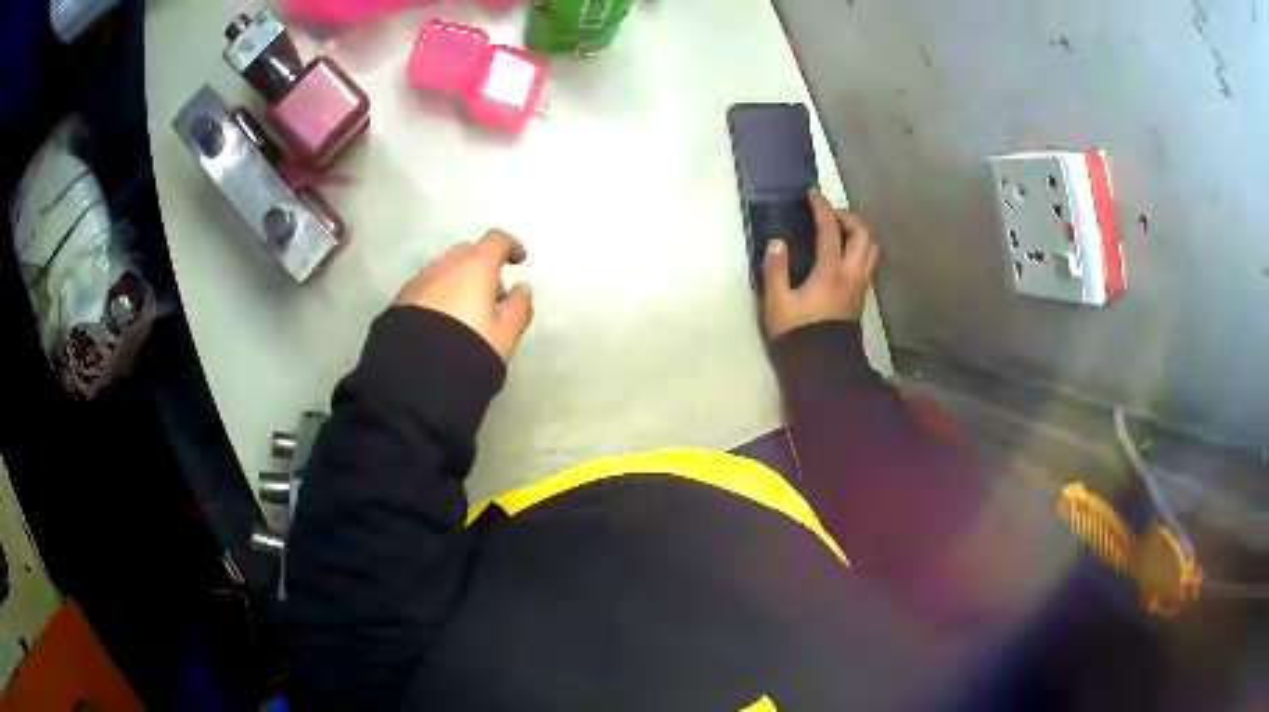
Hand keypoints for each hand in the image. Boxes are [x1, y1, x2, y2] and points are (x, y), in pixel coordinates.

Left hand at [394, 229, 533, 362]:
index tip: (518, 261)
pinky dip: (438, 295)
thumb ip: (518, 308)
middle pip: (467, 252)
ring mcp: (418, 281)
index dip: (510, 246)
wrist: (413, 375)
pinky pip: (425, 287)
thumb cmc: (469, 349)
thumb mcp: (505, 335)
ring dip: (457, 281)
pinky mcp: (399, 300)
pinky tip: (441, 321)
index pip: (496, 240)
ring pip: (443, 270)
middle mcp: (444, 266)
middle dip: (482, 266)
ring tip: (464, 313)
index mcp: (474, 267)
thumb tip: (522, 289)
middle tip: (492, 295)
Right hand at [762, 191, 878, 339]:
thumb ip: (775, 270)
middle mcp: (852, 273)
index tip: (811, 194)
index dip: (821, 207)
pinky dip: (858, 248)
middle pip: (862, 233)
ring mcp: (861, 285)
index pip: (830, 229)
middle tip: (827, 214)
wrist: (823, 366)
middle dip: (847, 216)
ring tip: (838, 232)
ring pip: (871, 248)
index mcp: (831, 271)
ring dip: (858, 232)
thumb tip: (777, 243)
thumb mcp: (777, 303)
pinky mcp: (862, 295)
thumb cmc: (797, 333)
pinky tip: (842, 254)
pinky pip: (868, 262)